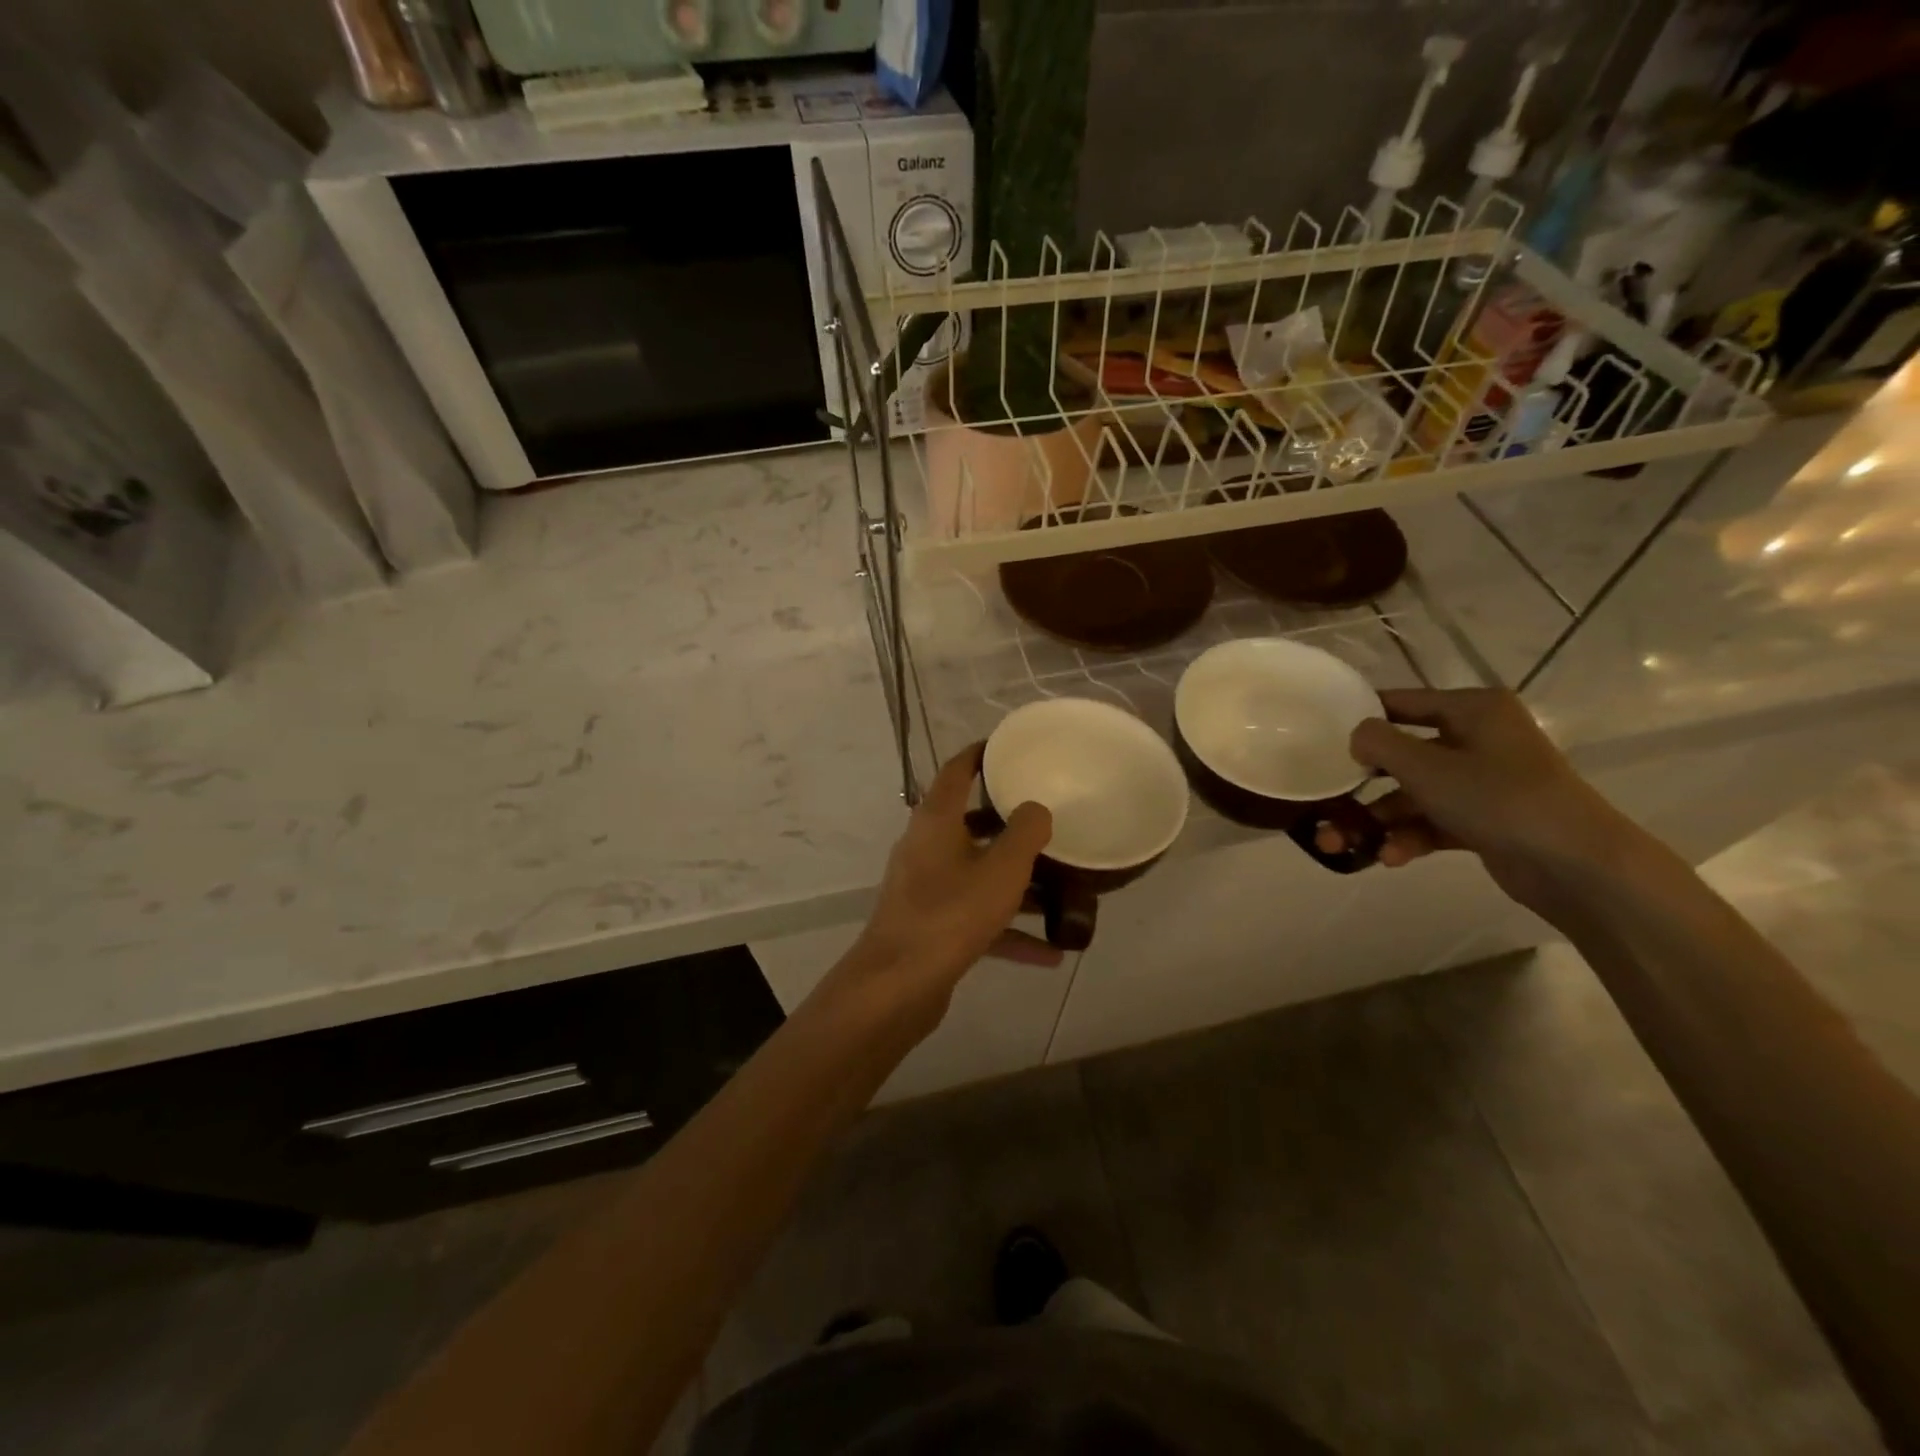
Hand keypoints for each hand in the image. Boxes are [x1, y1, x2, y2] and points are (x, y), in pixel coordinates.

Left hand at [823, 744, 1058, 1037]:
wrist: (898, 984)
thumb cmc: (951, 913)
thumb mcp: (1001, 869)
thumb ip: (1025, 832)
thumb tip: (1035, 809)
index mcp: (936, 821)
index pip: (956, 772)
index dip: (980, 755)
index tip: (1007, 748)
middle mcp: (926, 847)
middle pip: (970, 824)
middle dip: (1009, 826)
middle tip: (1046, 821)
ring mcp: (926, 887)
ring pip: (977, 874)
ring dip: (1016, 884)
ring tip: (1061, 892)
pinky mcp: (931, 925)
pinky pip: (976, 917)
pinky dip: (1008, 930)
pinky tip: (1049, 954)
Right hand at [1319, 688, 1641, 912]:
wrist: (1576, 865)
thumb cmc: (1497, 798)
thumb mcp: (1426, 766)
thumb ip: (1379, 743)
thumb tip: (1357, 735)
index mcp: (1473, 710)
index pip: (1403, 702)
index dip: (1362, 718)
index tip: (1322, 737)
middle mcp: (1478, 739)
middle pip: (1403, 756)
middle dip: (1362, 786)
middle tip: (1325, 804)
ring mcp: (1483, 783)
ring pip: (1413, 795)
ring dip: (1377, 820)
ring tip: (1339, 844)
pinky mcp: (1485, 821)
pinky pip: (1433, 822)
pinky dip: (1408, 838)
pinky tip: (1388, 858)